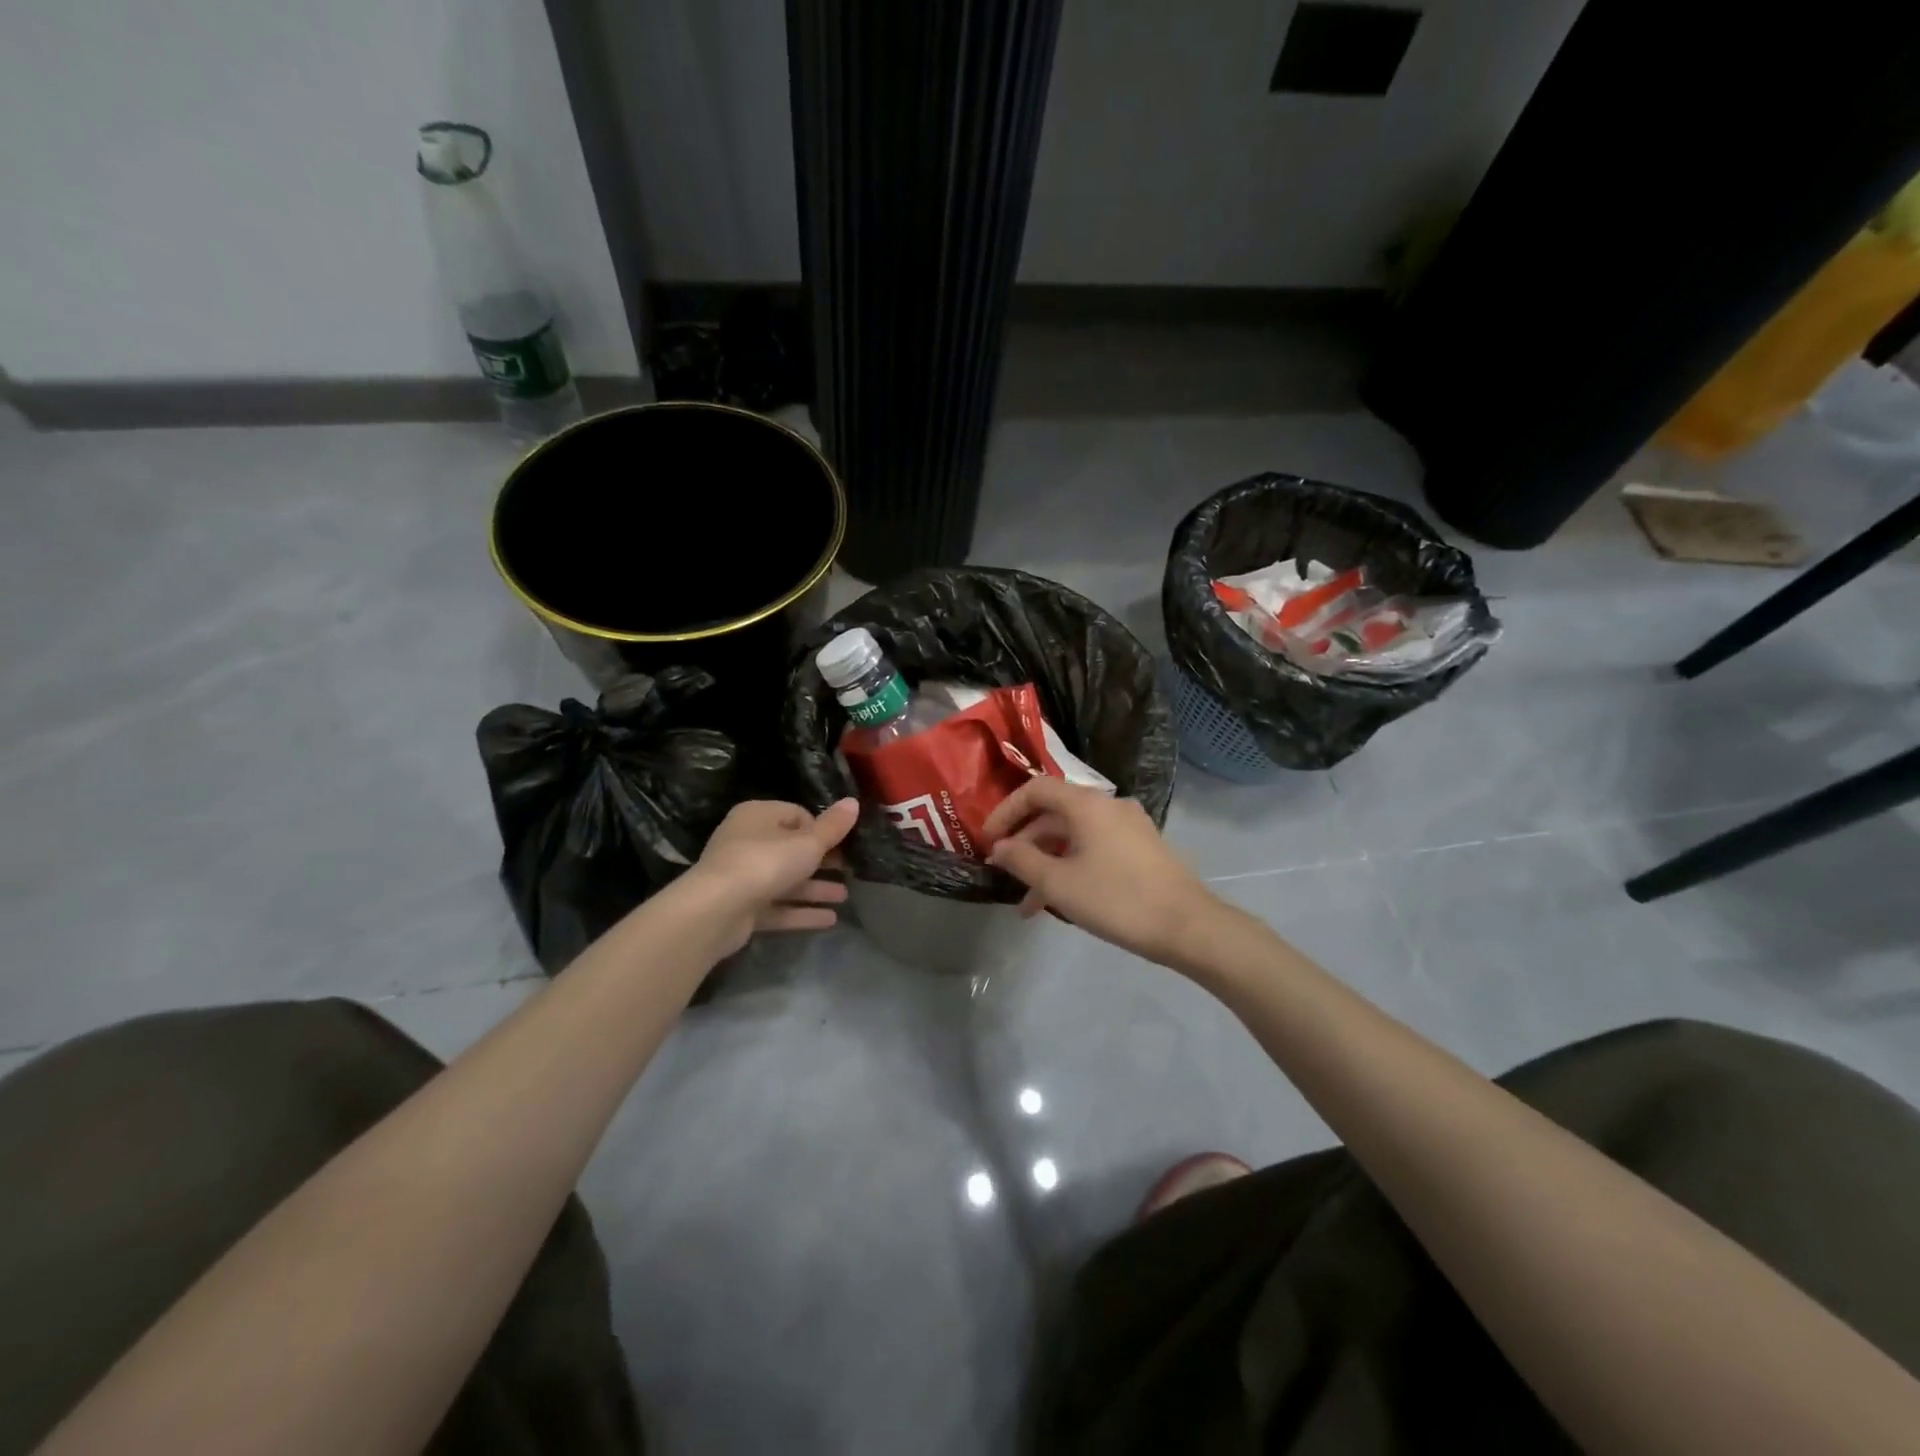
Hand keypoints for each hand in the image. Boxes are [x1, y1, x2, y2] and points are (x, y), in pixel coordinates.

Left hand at [682, 798, 858, 955]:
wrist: (716, 910)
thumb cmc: (765, 863)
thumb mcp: (807, 842)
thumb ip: (832, 826)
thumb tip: (853, 802)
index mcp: (758, 816)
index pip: (796, 815)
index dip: (821, 829)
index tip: (843, 843)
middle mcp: (747, 841)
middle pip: (791, 849)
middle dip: (822, 862)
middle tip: (850, 870)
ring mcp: (742, 877)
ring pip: (785, 880)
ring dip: (815, 888)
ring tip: (845, 897)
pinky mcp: (741, 908)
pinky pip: (777, 906)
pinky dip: (801, 911)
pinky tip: (830, 919)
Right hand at [984, 779, 1221, 967]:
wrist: (1187, 926)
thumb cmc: (1117, 899)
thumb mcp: (1059, 884)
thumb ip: (1022, 861)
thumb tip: (999, 847)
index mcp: (1087, 804)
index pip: (1036, 790)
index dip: (1007, 810)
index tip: (988, 839)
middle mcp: (1108, 806)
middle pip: (1055, 813)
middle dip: (1025, 843)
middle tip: (1004, 872)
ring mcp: (1128, 827)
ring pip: (1074, 836)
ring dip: (1047, 863)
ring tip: (1028, 905)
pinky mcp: (1140, 848)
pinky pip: (1094, 848)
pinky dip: (1072, 866)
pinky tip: (1060, 902)